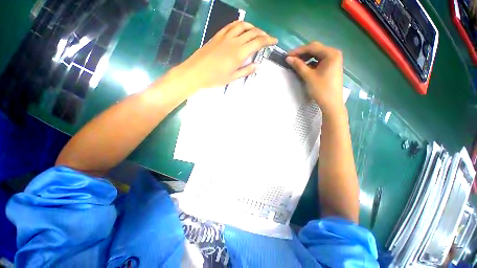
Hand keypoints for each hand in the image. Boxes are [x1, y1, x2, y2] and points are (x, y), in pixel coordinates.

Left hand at [172, 21, 277, 90]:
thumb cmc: (215, 78)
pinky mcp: (218, 35)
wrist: (196, 72)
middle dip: (263, 34)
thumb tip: (257, 65)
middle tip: (267, 39)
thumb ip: (246, 70)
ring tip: (256, 33)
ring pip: (243, 25)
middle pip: (252, 32)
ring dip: (252, 27)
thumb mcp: (232, 78)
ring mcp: (225, 36)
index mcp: (239, 53)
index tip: (275, 41)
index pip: (258, 42)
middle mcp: (234, 41)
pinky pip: (232, 25)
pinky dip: (240, 25)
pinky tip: (242, 29)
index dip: (268, 40)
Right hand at [286, 42, 343, 115]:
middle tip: (291, 59)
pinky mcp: (331, 67)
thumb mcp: (309, 76)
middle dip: (302, 54)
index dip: (298, 51)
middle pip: (315, 50)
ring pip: (317, 56)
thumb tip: (288, 58)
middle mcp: (334, 54)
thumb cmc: (321, 89)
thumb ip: (298, 66)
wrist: (331, 103)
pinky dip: (311, 63)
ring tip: (296, 63)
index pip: (312, 47)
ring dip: (306, 58)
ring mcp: (333, 61)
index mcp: (331, 54)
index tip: (287, 55)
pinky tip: (304, 68)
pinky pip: (319, 62)